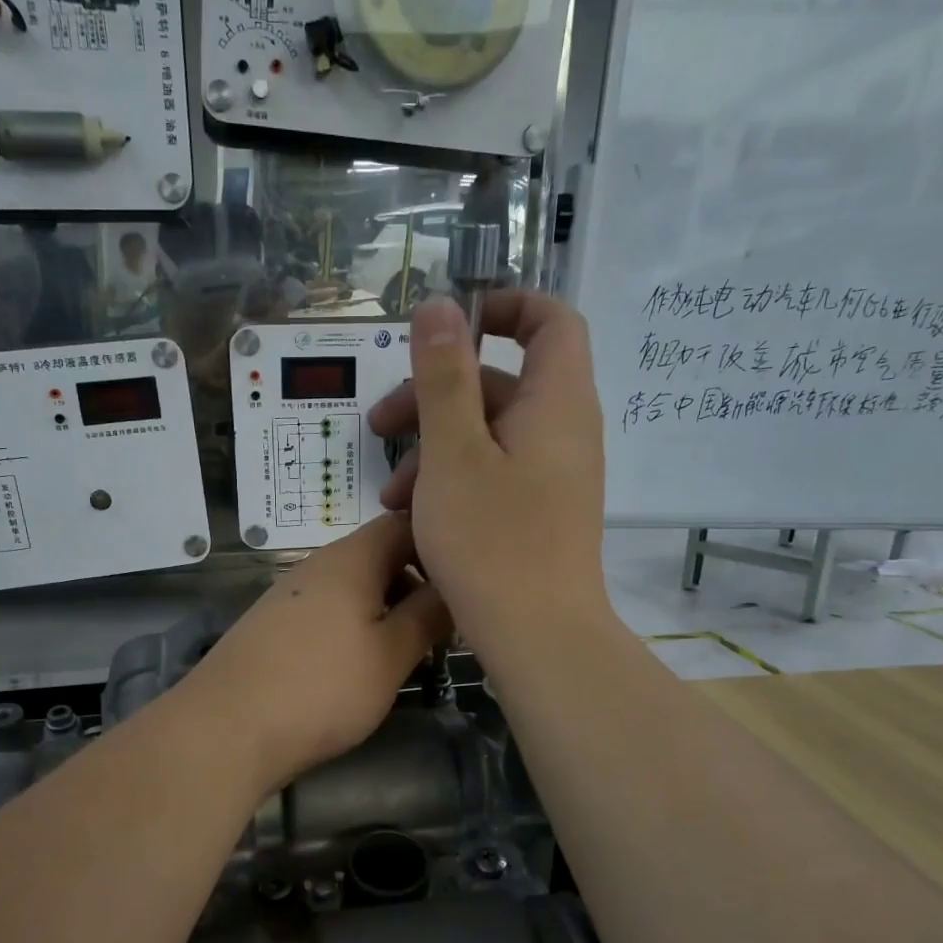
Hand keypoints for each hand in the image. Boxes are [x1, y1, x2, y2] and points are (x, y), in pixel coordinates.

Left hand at [184, 514, 450, 792]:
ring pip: (353, 588)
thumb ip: (428, 616)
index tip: (467, 574)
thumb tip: (455, 587)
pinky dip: (354, 628)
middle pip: (378, 556)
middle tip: (445, 624)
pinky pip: (328, 612)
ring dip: (386, 610)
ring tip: (409, 652)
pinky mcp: (274, 627)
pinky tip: (360, 667)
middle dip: (416, 583)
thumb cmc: (322, 687)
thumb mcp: (390, 655)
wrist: (226, 730)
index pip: (403, 523)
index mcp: (351, 559)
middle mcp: (317, 566)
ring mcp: (290, 596)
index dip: (439, 540)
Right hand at [368, 293, 608, 657]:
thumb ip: (444, 376)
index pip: (551, 321)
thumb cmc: (493, 541)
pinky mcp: (538, 511)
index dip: (504, 307)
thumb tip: (440, 305)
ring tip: (390, 493)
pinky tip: (412, 515)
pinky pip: (494, 473)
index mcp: (556, 402)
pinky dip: (453, 480)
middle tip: (380, 425)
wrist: (538, 638)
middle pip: (500, 383)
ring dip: (433, 449)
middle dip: (434, 395)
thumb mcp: (453, 453)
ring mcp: (552, 475)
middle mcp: (562, 431)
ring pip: (488, 435)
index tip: (449, 325)